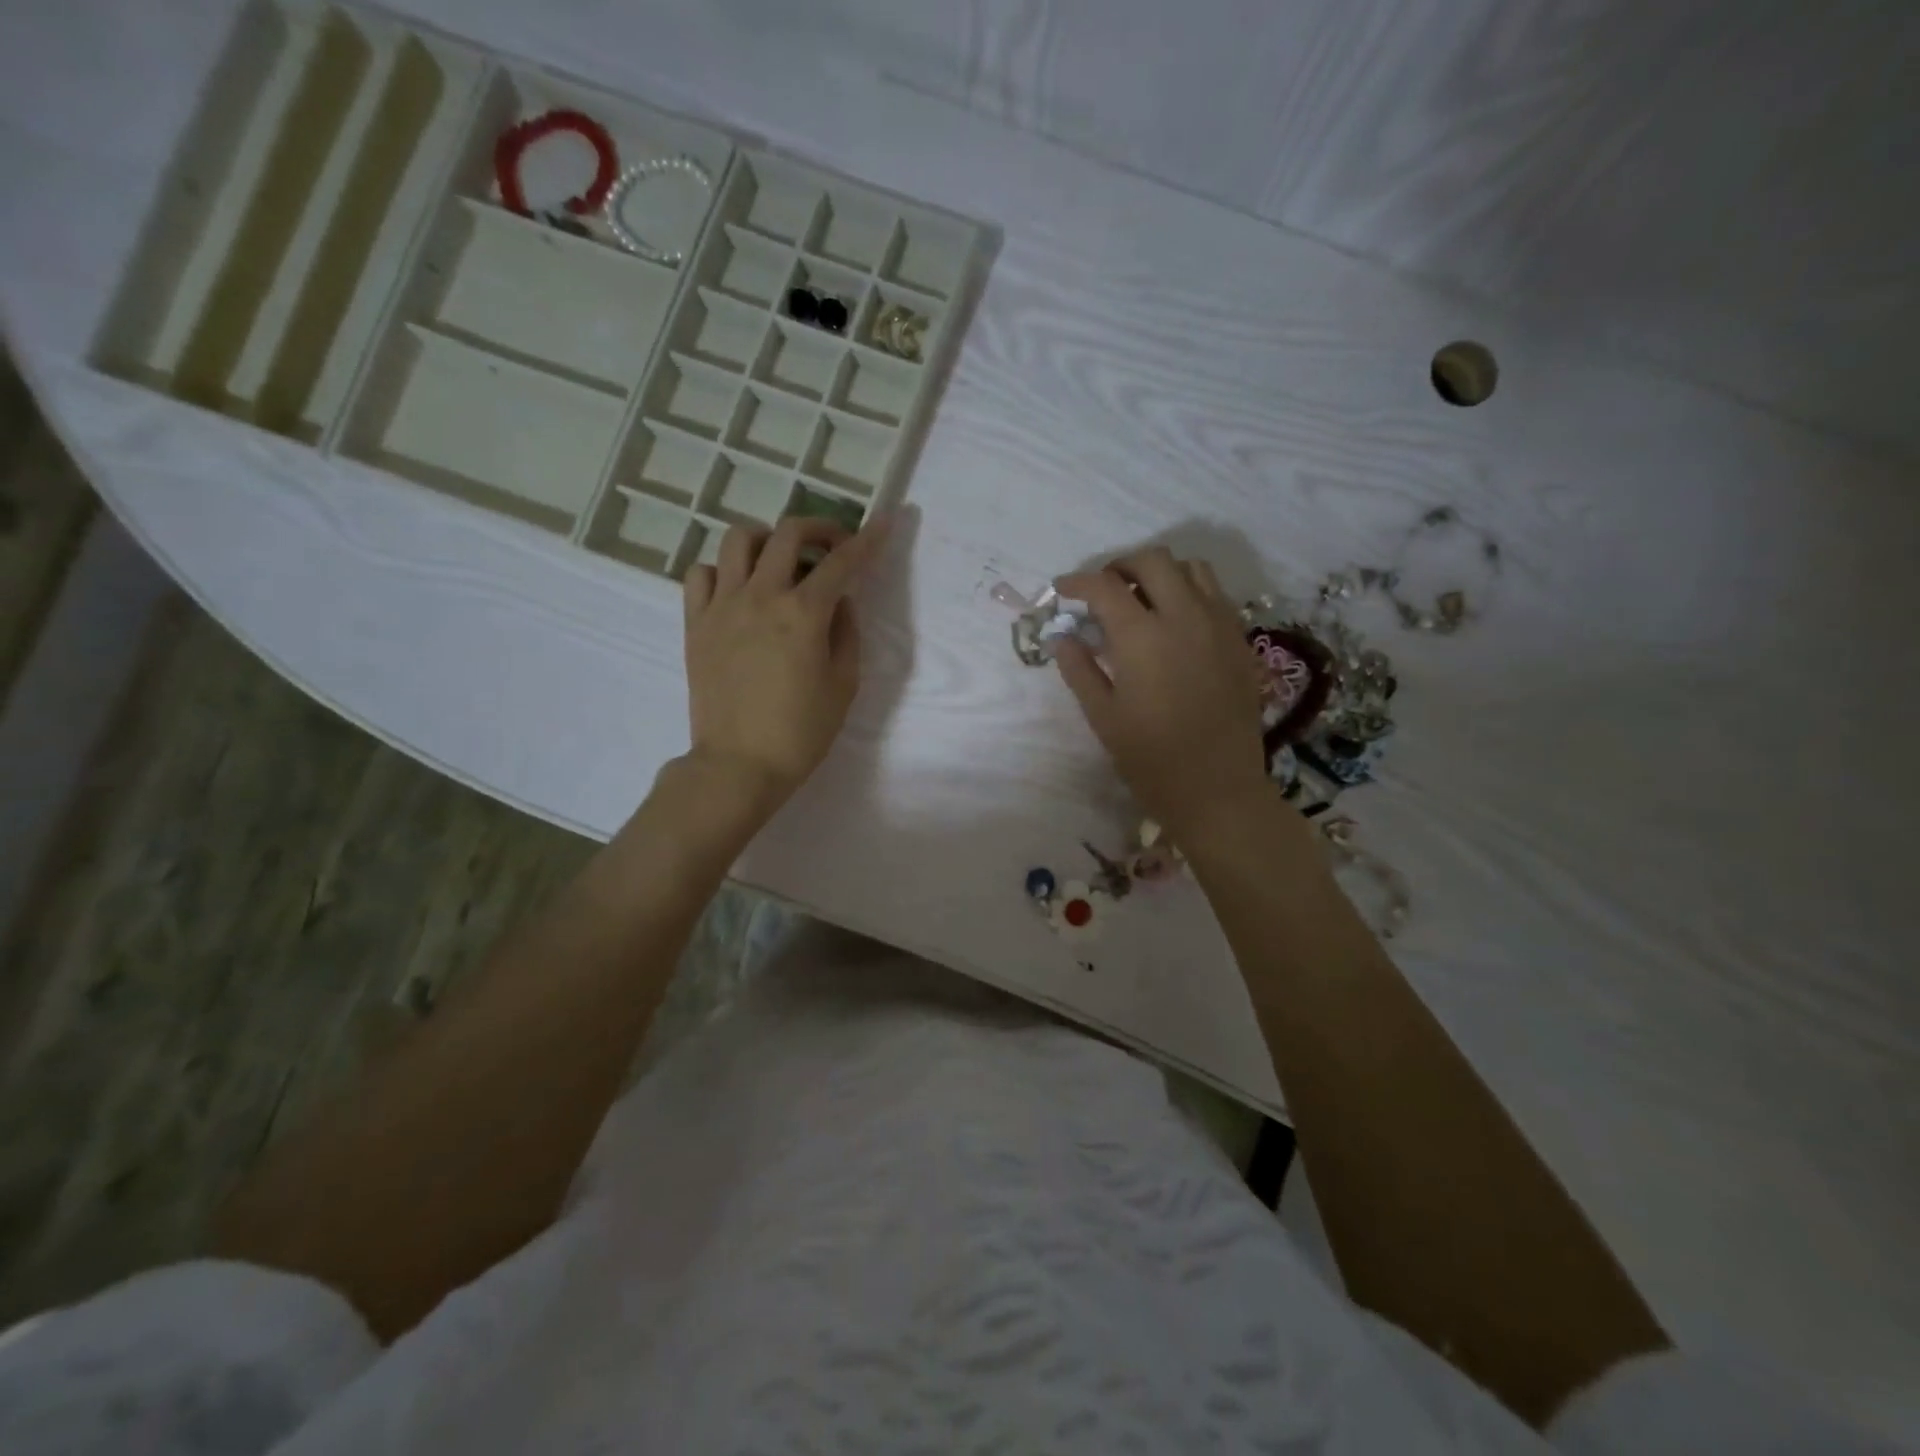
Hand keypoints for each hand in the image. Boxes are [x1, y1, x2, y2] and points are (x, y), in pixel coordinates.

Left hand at [681, 514, 890, 814]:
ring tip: (780, 561)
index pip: (842, 562)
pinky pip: (701, 574)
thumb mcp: (843, 686)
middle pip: (788, 533)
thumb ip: (846, 634)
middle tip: (832, 545)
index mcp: (803, 614)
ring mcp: (722, 606)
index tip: (884, 521)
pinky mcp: (695, 623)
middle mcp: (761, 597)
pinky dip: (723, 570)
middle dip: (819, 528)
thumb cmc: (801, 732)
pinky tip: (738, 589)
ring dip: (767, 539)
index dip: (868, 539)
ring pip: (738, 540)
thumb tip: (840, 602)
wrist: (739, 765)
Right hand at [1054, 548, 1271, 841]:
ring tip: (1142, 597)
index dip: (1077, 582)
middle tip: (1102, 589)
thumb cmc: (1151, 759)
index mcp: (1142, 636)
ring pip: (1191, 568)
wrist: (1217, 789)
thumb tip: (1062, 637)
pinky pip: (1215, 594)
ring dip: (1160, 572)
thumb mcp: (1103, 717)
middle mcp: (1184, 617)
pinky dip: (1189, 591)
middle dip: (1120, 565)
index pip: (1104, 586)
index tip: (1063, 589)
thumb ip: (1079, 669)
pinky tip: (1175, 621)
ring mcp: (1218, 625)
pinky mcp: (1239, 640)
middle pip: (1152, 560)